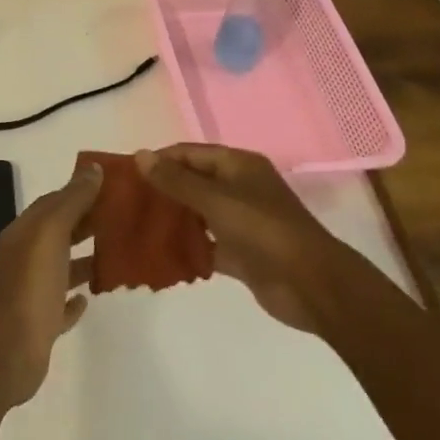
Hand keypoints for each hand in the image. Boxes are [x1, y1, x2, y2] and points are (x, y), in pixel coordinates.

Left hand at [0, 163, 100, 410]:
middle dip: (87, 223)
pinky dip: (74, 298)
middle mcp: (25, 256)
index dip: (80, 192)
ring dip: (84, 259)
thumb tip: (93, 168)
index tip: (113, 188)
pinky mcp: (40, 323)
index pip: (54, 202)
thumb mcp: (51, 232)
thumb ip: (72, 201)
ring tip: (117, 256)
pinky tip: (89, 298)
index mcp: (25, 232)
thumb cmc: (32, 284)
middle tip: (124, 219)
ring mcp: (31, 291)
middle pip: (58, 232)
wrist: (10, 350)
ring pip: (60, 267)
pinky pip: (60, 303)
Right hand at [135, 144, 334, 333]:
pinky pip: (207, 244)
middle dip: (162, 191)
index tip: (126, 175)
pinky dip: (187, 248)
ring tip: (136, 227)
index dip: (159, 160)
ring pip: (197, 214)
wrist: (313, 285)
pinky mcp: (241, 253)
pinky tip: (159, 254)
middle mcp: (239, 188)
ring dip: (172, 220)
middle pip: (192, 182)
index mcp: (237, 165)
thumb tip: (140, 155)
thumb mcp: (215, 199)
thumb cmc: (263, 230)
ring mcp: (241, 222)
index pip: (189, 153)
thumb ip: (176, 180)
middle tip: (127, 203)